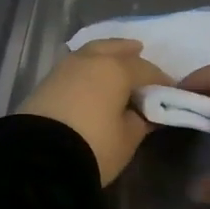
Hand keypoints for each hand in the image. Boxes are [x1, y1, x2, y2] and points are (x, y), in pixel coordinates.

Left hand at [16, 39, 171, 184]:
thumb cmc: (94, 146)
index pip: (146, 69)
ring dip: (105, 57)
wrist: (37, 160)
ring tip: (114, 67)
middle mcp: (89, 60)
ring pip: (90, 54)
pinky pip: (75, 68)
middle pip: (114, 48)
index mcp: (115, 69)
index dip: (161, 80)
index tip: (171, 91)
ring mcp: (63, 69)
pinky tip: (91, 82)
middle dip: (128, 51)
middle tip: (139, 53)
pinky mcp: (45, 84)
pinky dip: (87, 70)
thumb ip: (141, 121)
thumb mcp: (127, 139)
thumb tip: (145, 112)